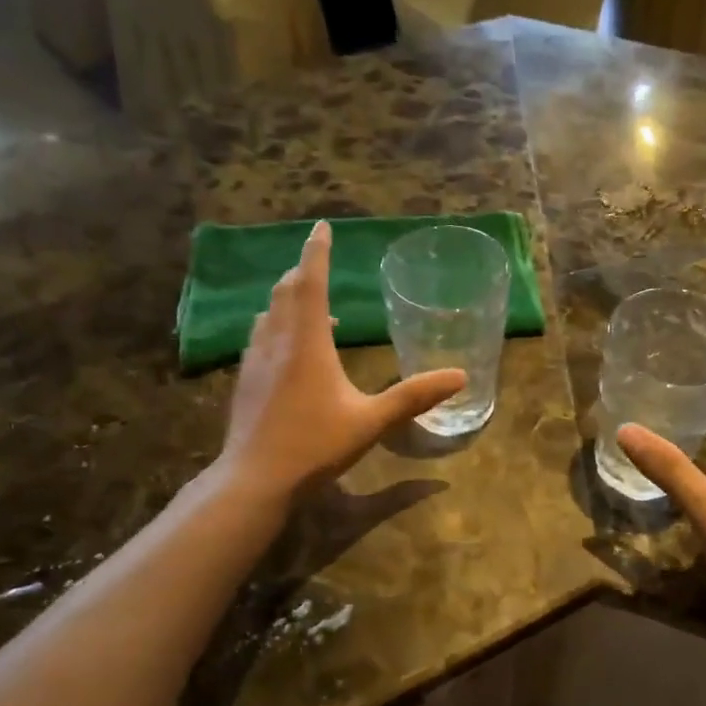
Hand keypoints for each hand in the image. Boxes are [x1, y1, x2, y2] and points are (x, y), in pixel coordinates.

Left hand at [213, 222, 465, 506]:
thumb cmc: (316, 445)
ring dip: (289, 299)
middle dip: (304, 272)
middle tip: (319, 264)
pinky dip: (278, 325)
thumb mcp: (371, 420)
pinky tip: (291, 351)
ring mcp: (255, 360)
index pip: (311, 282)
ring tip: (312, 307)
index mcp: (307, 342)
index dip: (317, 251)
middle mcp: (276, 341)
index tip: (322, 226)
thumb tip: (460, 376)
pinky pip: (261, 336)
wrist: (255, 479)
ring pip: (269, 313)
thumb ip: (414, 396)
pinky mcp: (245, 380)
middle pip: (286, 291)